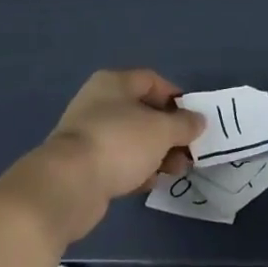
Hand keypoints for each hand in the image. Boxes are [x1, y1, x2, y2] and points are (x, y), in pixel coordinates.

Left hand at [30, 68, 205, 242]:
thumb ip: (184, 124)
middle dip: (169, 132)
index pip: (151, 81)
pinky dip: (137, 169)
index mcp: (114, 83)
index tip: (193, 119)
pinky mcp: (84, 165)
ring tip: (176, 171)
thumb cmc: (119, 143)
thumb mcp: (161, 130)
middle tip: (188, 151)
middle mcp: (99, 103)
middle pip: (143, 112)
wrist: (68, 185)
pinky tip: (152, 183)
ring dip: (157, 153)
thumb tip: (198, 120)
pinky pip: (119, 161)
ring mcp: (90, 135)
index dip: (176, 97)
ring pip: (132, 139)